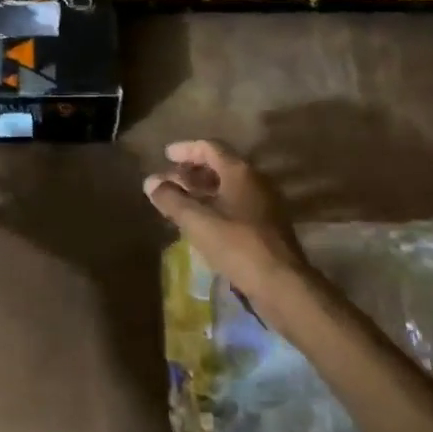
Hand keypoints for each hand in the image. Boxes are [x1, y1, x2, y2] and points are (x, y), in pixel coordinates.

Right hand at [143, 139, 309, 301]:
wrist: (281, 284)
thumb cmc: (237, 245)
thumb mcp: (197, 221)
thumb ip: (171, 199)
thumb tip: (151, 182)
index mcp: (240, 172)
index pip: (210, 147)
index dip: (186, 149)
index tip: (166, 155)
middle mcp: (256, 181)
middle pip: (220, 165)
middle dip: (192, 171)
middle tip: (169, 180)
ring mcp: (265, 203)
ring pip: (229, 187)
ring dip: (203, 189)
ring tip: (180, 201)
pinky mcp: (268, 225)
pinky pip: (236, 204)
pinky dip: (216, 205)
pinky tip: (202, 221)